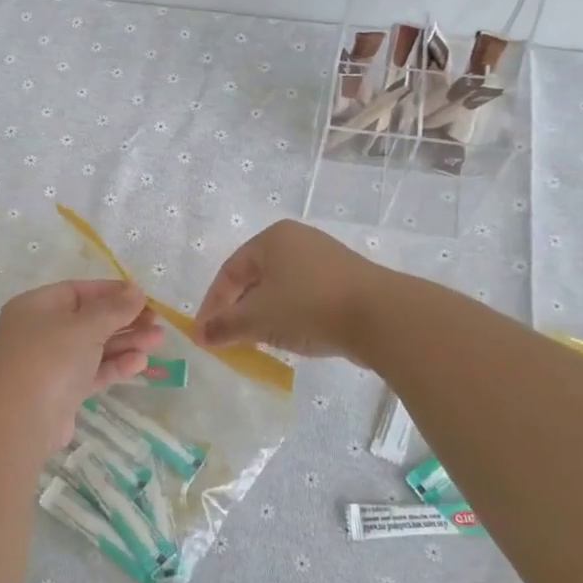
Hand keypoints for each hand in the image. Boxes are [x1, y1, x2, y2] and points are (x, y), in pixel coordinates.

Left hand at [0, 280, 163, 451]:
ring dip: (125, 343)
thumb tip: (136, 290)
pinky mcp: (61, 391)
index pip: (77, 291)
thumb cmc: (50, 360)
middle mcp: (38, 332)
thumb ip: (114, 308)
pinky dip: (114, 366)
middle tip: (157, 321)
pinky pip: (91, 372)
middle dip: (123, 320)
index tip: (142, 296)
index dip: (111, 291)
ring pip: (92, 347)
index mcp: (34, 307)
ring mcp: (49, 364)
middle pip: (87, 320)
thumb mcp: (85, 326)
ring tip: (159, 341)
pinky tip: (141, 363)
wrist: (22, 422)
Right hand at [196, 220, 380, 358]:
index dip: (212, 305)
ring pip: (280, 290)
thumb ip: (225, 326)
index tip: (204, 334)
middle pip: (254, 279)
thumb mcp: (257, 318)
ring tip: (255, 343)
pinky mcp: (345, 281)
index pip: (229, 272)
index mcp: (271, 239)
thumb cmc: (308, 306)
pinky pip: (304, 297)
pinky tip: (289, 338)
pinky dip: (289, 316)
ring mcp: (324, 260)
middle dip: (237, 311)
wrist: (382, 316)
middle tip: (227, 339)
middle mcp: (297, 241)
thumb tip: (200, 336)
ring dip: (262, 316)